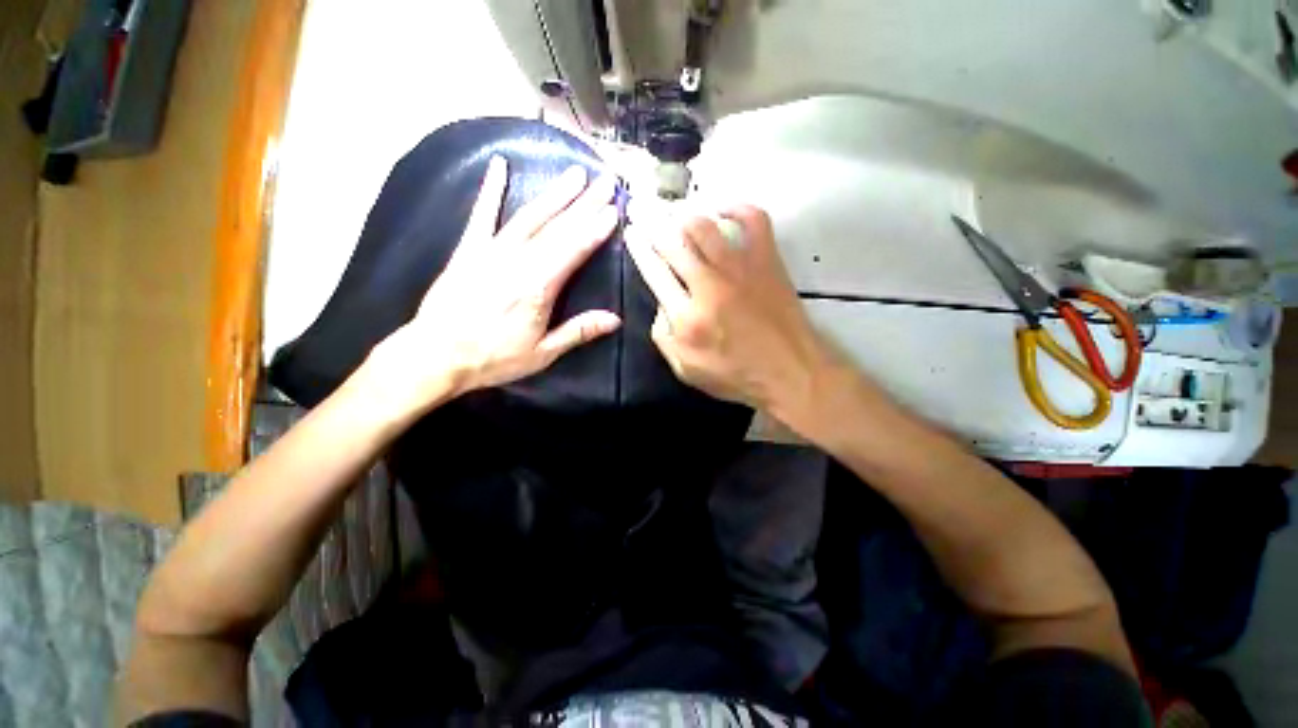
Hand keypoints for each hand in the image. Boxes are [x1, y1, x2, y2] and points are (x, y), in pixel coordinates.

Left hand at [365, 157, 621, 413]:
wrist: (435, 355)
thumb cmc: (493, 358)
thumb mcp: (543, 353)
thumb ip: (579, 331)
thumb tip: (615, 319)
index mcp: (538, 287)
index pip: (574, 250)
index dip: (595, 229)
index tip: (613, 210)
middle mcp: (518, 261)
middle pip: (558, 228)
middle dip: (585, 204)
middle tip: (606, 182)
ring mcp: (491, 250)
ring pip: (529, 216)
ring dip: (554, 194)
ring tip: (575, 173)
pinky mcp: (468, 249)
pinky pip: (482, 214)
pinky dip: (491, 189)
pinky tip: (500, 165)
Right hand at [625, 205, 835, 423]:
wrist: (791, 372)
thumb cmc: (737, 376)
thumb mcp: (686, 370)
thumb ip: (663, 338)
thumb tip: (661, 304)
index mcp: (687, 318)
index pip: (654, 272)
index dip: (639, 248)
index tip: (632, 231)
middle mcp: (709, 286)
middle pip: (673, 243)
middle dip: (653, 223)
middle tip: (644, 210)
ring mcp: (740, 269)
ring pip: (705, 226)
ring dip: (685, 216)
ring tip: (678, 216)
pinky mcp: (767, 260)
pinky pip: (753, 220)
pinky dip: (737, 208)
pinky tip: (724, 210)